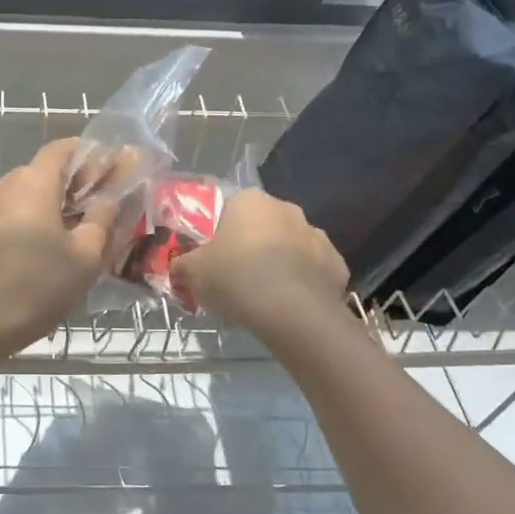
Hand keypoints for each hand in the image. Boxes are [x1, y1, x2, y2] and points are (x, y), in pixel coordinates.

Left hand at [0, 138, 118, 352]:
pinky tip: (29, 255)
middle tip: (91, 208)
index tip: (108, 170)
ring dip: (42, 208)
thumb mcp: (85, 257)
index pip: (62, 148)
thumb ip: (102, 220)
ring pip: (18, 198)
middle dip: (68, 185)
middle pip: (39, 173)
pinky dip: (19, 226)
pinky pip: (0, 220)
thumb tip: (109, 198)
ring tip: (62, 236)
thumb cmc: (37, 286)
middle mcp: (1, 186)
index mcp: (32, 183)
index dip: (88, 155)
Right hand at [171, 188, 348, 331]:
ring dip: (277, 263)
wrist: (293, 313)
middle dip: (250, 247)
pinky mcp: (336, 263)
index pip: (229, 209)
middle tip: (235, 278)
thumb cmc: (236, 279)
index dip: (219, 235)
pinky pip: (311, 270)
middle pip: (261, 226)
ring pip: (289, 247)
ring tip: (263, 297)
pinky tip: (288, 305)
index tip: (214, 260)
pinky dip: (301, 282)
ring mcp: (316, 234)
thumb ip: (182, 265)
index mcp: (249, 201)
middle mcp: (286, 208)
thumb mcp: (193, 273)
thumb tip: (178, 268)